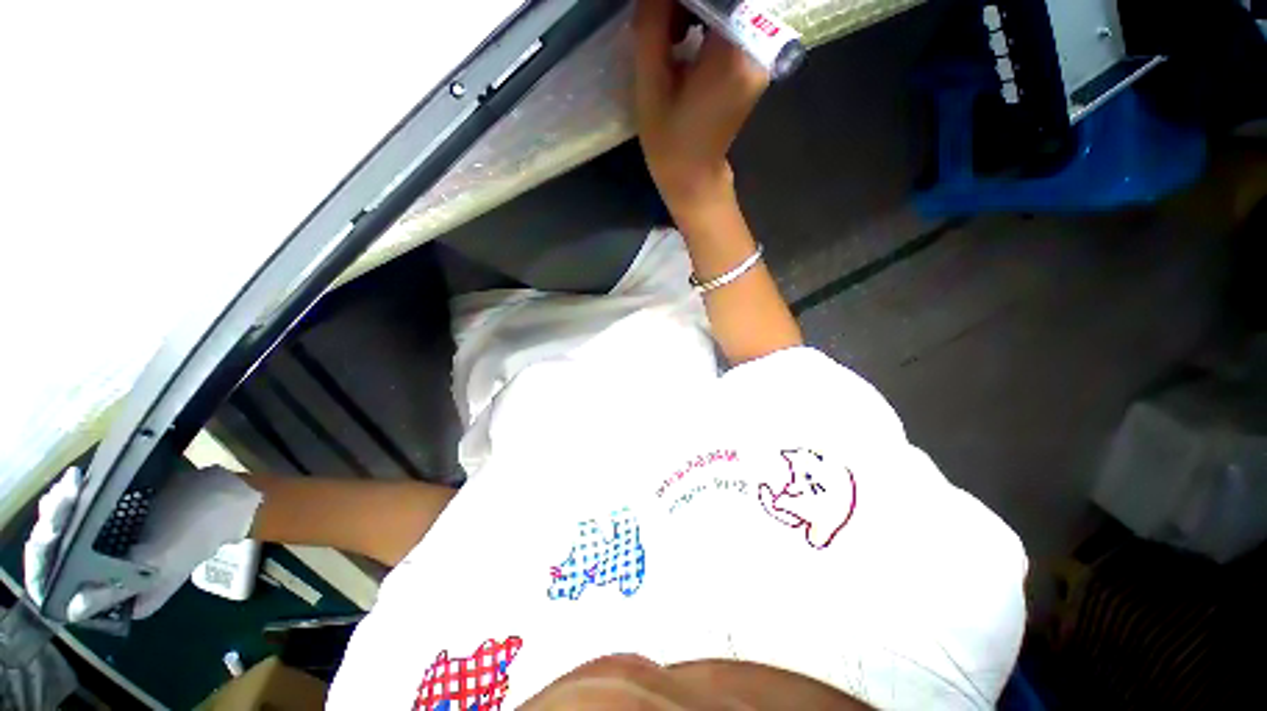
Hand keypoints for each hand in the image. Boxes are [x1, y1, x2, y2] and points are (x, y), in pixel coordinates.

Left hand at [24, 465, 262, 621]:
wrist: (226, 493)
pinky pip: (83, 510)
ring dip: (62, 508)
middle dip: (54, 531)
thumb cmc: (196, 531)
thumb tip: (71, 610)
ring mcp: (114, 542)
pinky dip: (75, 496)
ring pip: (70, 533)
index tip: (49, 539)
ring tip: (68, 486)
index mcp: (123, 596)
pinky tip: (76, 481)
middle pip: (65, 562)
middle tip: (60, 501)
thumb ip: (119, 587)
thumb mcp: (160, 563)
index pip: (70, 594)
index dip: (51, 572)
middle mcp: (113, 573)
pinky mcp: (118, 515)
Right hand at [633, 0, 768, 217]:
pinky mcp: (754, 64)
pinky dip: (706, 22)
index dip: (680, 1)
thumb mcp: (651, 85)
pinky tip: (684, 43)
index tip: (659, 13)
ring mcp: (760, 56)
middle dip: (686, 4)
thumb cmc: (670, 142)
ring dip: (694, 9)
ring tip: (669, 37)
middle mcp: (757, 47)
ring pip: (727, 7)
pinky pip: (731, 24)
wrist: (694, 178)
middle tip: (659, 23)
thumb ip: (653, 26)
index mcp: (733, 52)